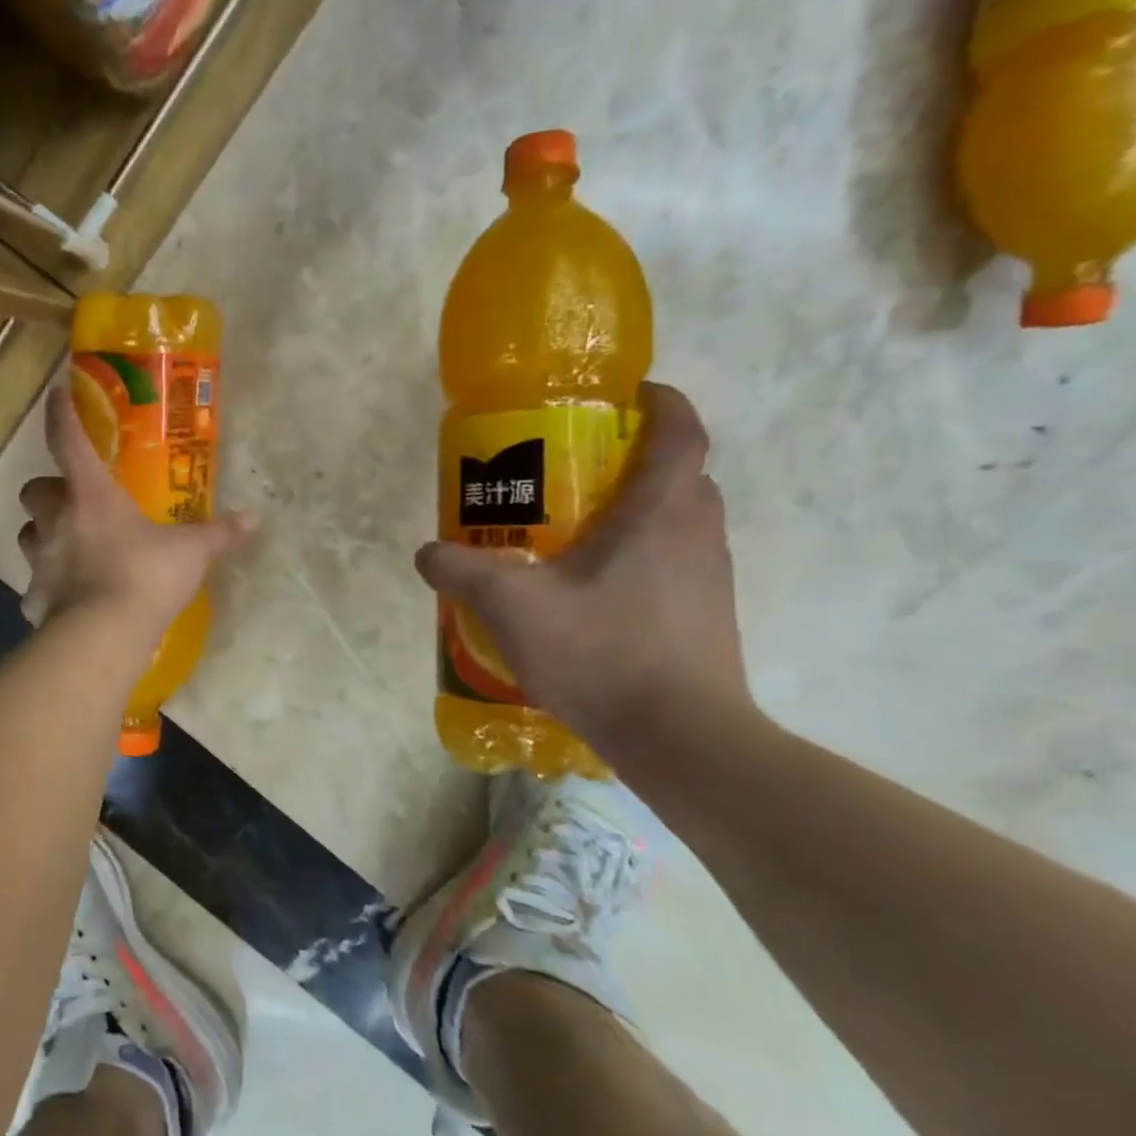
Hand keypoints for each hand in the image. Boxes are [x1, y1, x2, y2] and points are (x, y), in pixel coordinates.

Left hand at [18, 385, 253, 634]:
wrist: (105, 634)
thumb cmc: (145, 575)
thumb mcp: (191, 552)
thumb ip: (219, 533)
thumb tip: (254, 519)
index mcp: (90, 496)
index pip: (68, 441)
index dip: (62, 415)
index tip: (57, 393)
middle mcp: (56, 521)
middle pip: (33, 490)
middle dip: (48, 491)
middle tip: (74, 501)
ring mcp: (41, 560)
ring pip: (28, 533)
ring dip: (43, 533)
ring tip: (69, 546)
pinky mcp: (35, 597)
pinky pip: (35, 585)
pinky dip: (48, 587)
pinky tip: (68, 597)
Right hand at [414, 383, 748, 743]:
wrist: (683, 739)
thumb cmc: (602, 652)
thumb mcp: (513, 607)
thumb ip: (463, 572)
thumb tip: (427, 552)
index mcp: (660, 512)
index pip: (680, 430)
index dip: (660, 402)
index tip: (626, 396)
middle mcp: (697, 534)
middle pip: (676, 474)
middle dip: (632, 461)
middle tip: (574, 473)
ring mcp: (709, 579)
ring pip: (676, 522)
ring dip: (634, 514)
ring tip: (573, 534)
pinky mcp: (707, 617)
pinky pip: (673, 564)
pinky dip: (638, 559)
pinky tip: (591, 594)